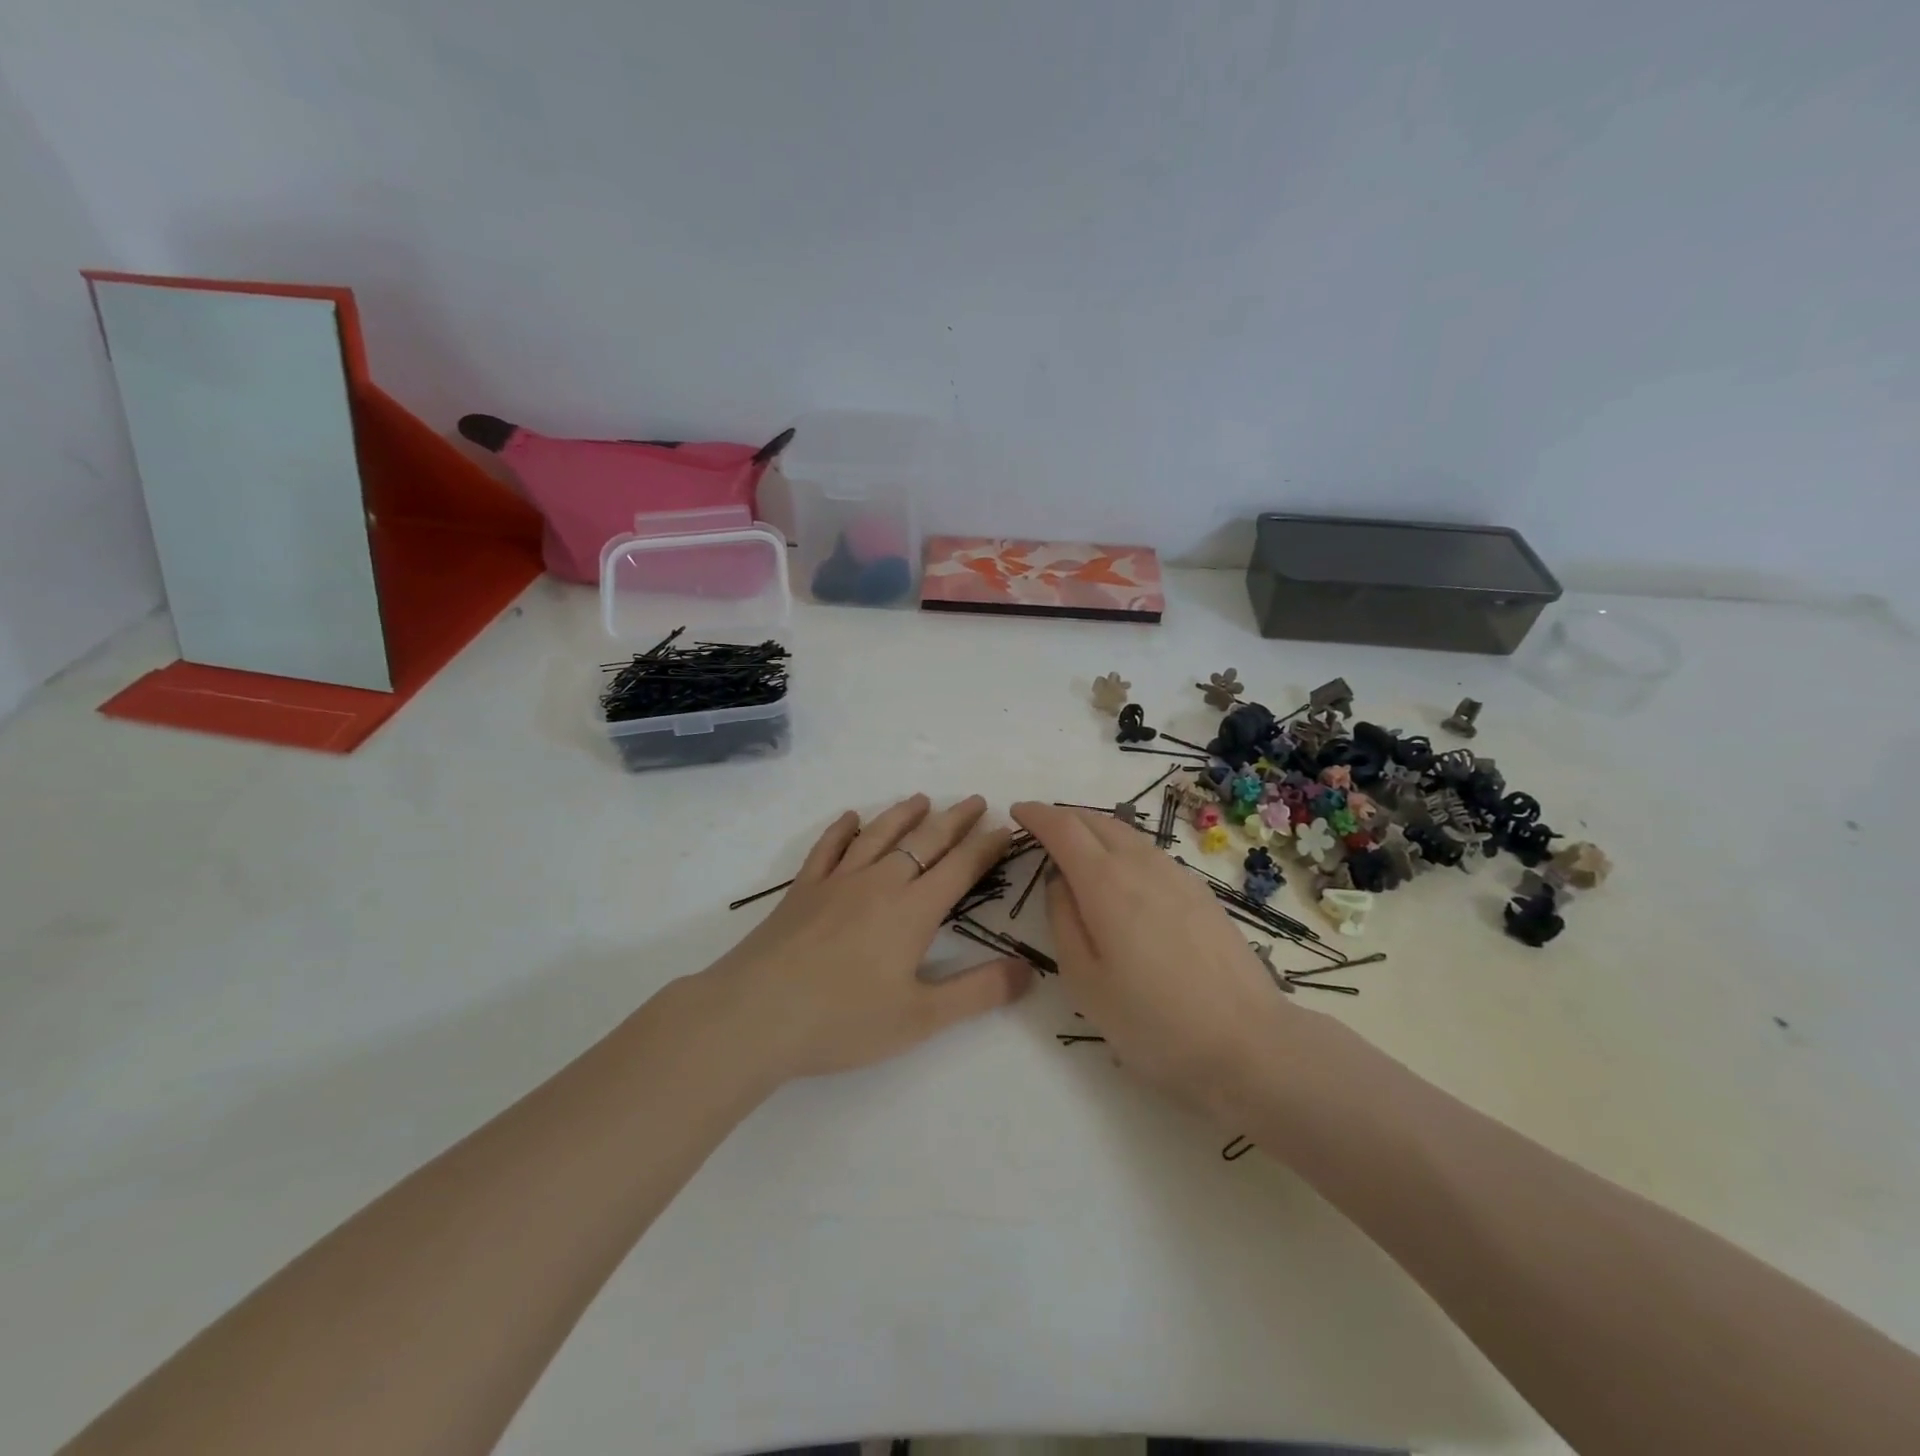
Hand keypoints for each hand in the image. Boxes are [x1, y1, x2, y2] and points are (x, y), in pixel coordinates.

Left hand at [703, 794, 1033, 1079]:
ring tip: (921, 799)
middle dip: (953, 820)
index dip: (986, 847)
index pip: (959, 868)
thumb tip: (1029, 969)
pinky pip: (827, 848)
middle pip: (924, 841)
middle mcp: (879, 883)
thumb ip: (978, 993)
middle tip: (974, 800)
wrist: (756, 1014)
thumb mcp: (921, 1018)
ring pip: (878, 836)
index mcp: (912, 910)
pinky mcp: (803, 890)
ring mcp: (837, 882)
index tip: (1005, 829)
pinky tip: (850, 818)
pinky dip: (842, 830)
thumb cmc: (843, 1020)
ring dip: (903, 815)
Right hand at [1011, 801, 1301, 1113]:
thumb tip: (1059, 882)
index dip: (1036, 815)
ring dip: (1094, 829)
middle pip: (1097, 821)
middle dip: (1064, 816)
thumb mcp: (1085, 982)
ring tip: (1077, 847)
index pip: (1063, 828)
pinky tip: (1122, 873)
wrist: (1249, 1045)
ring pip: (1127, 834)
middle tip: (1041, 828)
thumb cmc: (1153, 1023)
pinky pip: (1149, 852)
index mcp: (1106, 884)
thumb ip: (1064, 921)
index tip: (1017, 811)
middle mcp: (1142, 866)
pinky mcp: (1201, 893)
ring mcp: (1178, 876)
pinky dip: (1122, 847)